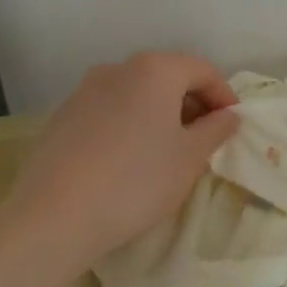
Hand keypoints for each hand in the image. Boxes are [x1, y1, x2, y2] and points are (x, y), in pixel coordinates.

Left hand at [0, 52, 239, 286]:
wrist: (53, 217)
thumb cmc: (137, 181)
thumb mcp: (190, 157)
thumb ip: (216, 129)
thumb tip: (228, 116)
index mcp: (155, 70)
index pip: (203, 70)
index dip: (224, 96)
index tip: (233, 125)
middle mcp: (118, 69)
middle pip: (168, 76)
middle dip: (192, 102)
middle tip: (205, 137)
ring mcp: (85, 91)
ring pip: (137, 92)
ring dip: (160, 112)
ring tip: (168, 149)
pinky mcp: (62, 116)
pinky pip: (110, 110)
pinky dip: (130, 123)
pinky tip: (130, 158)